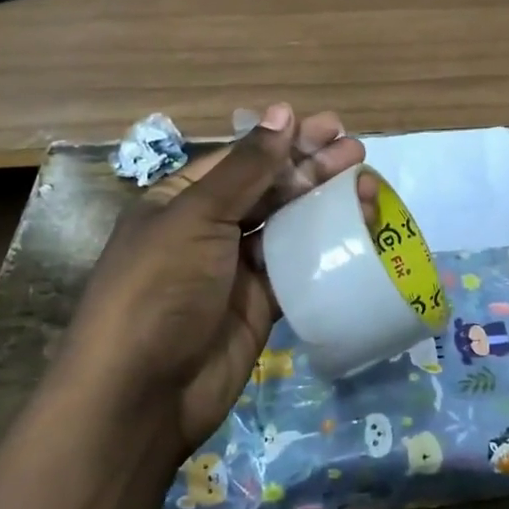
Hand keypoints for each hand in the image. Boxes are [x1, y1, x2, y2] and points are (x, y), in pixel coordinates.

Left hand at [54, 103, 365, 461]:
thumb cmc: (159, 288)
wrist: (141, 396)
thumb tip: (282, 111)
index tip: (328, 127)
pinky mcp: (261, 304)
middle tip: (355, 148)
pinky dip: (326, 246)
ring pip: (289, 224)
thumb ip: (247, 168)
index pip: (241, 159)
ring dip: (325, 202)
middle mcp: (209, 228)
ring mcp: (236, 268)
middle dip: (311, 166)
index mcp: (182, 199)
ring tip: (367, 181)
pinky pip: (298, 266)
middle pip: (269, 187)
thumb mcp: (197, 217)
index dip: (284, 140)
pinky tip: (357, 229)